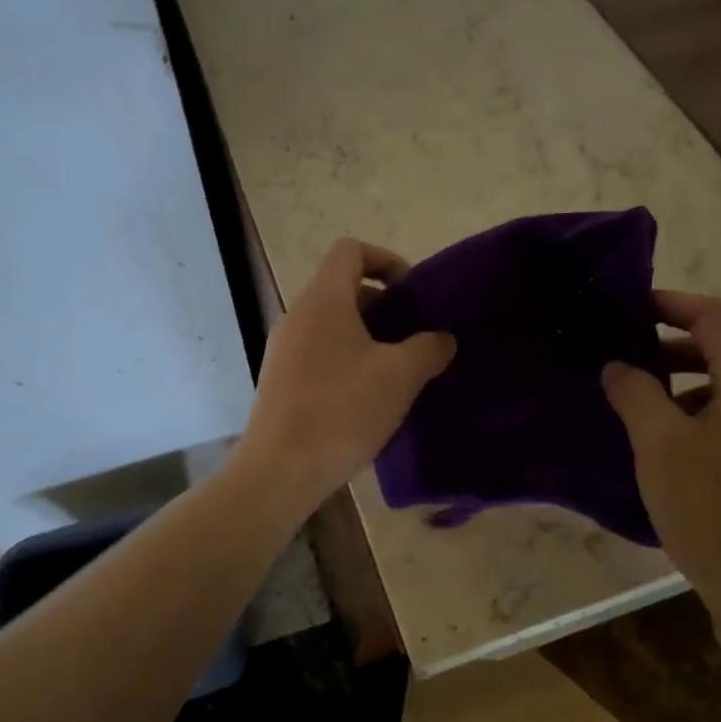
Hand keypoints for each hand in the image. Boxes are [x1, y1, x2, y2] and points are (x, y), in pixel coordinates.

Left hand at [236, 238, 455, 508]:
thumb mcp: (400, 376)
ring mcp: (283, 349)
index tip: (411, 294)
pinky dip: (346, 360)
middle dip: (383, 306)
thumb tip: (441, 339)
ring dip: (367, 337)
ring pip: (331, 325)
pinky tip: (367, 399)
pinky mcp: (279, 380)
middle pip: (342, 288)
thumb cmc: (341, 411)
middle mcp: (297, 316)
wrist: (279, 471)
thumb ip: (428, 348)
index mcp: (322, 300)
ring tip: (397, 372)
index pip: (350, 251)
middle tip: (413, 338)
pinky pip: (318, 353)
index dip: (386, 260)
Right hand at [602, 291, 720, 676]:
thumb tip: (618, 366)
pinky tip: (662, 449)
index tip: (628, 309)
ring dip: (678, 387)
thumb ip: (634, 393)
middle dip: (667, 349)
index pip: (714, 318)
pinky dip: (694, 417)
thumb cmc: (710, 507)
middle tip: (621, 362)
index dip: (671, 304)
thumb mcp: (659, 444)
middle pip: (720, 352)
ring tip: (634, 409)